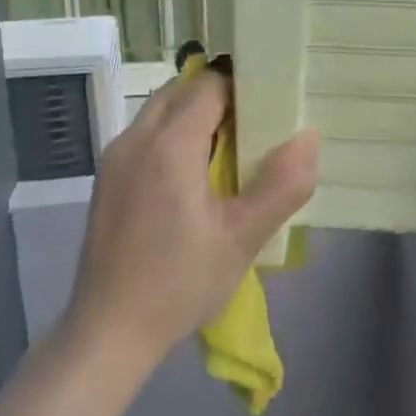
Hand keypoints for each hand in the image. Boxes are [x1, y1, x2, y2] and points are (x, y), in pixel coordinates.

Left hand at [66, 68, 318, 366]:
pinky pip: (145, 138)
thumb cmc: (181, 281)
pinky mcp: (106, 181)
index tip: (270, 109)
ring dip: (193, 119)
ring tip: (226, 156)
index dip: (242, 88)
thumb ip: (282, 184)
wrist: (110, 330)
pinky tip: (192, 182)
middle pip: (180, 92)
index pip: (208, 85)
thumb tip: (308, 136)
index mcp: (169, 144)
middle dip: (218, 99)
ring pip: (159, 113)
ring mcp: (114, 160)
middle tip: (253, 132)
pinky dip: (172, 139)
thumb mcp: (244, 237)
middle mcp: (135, 139)